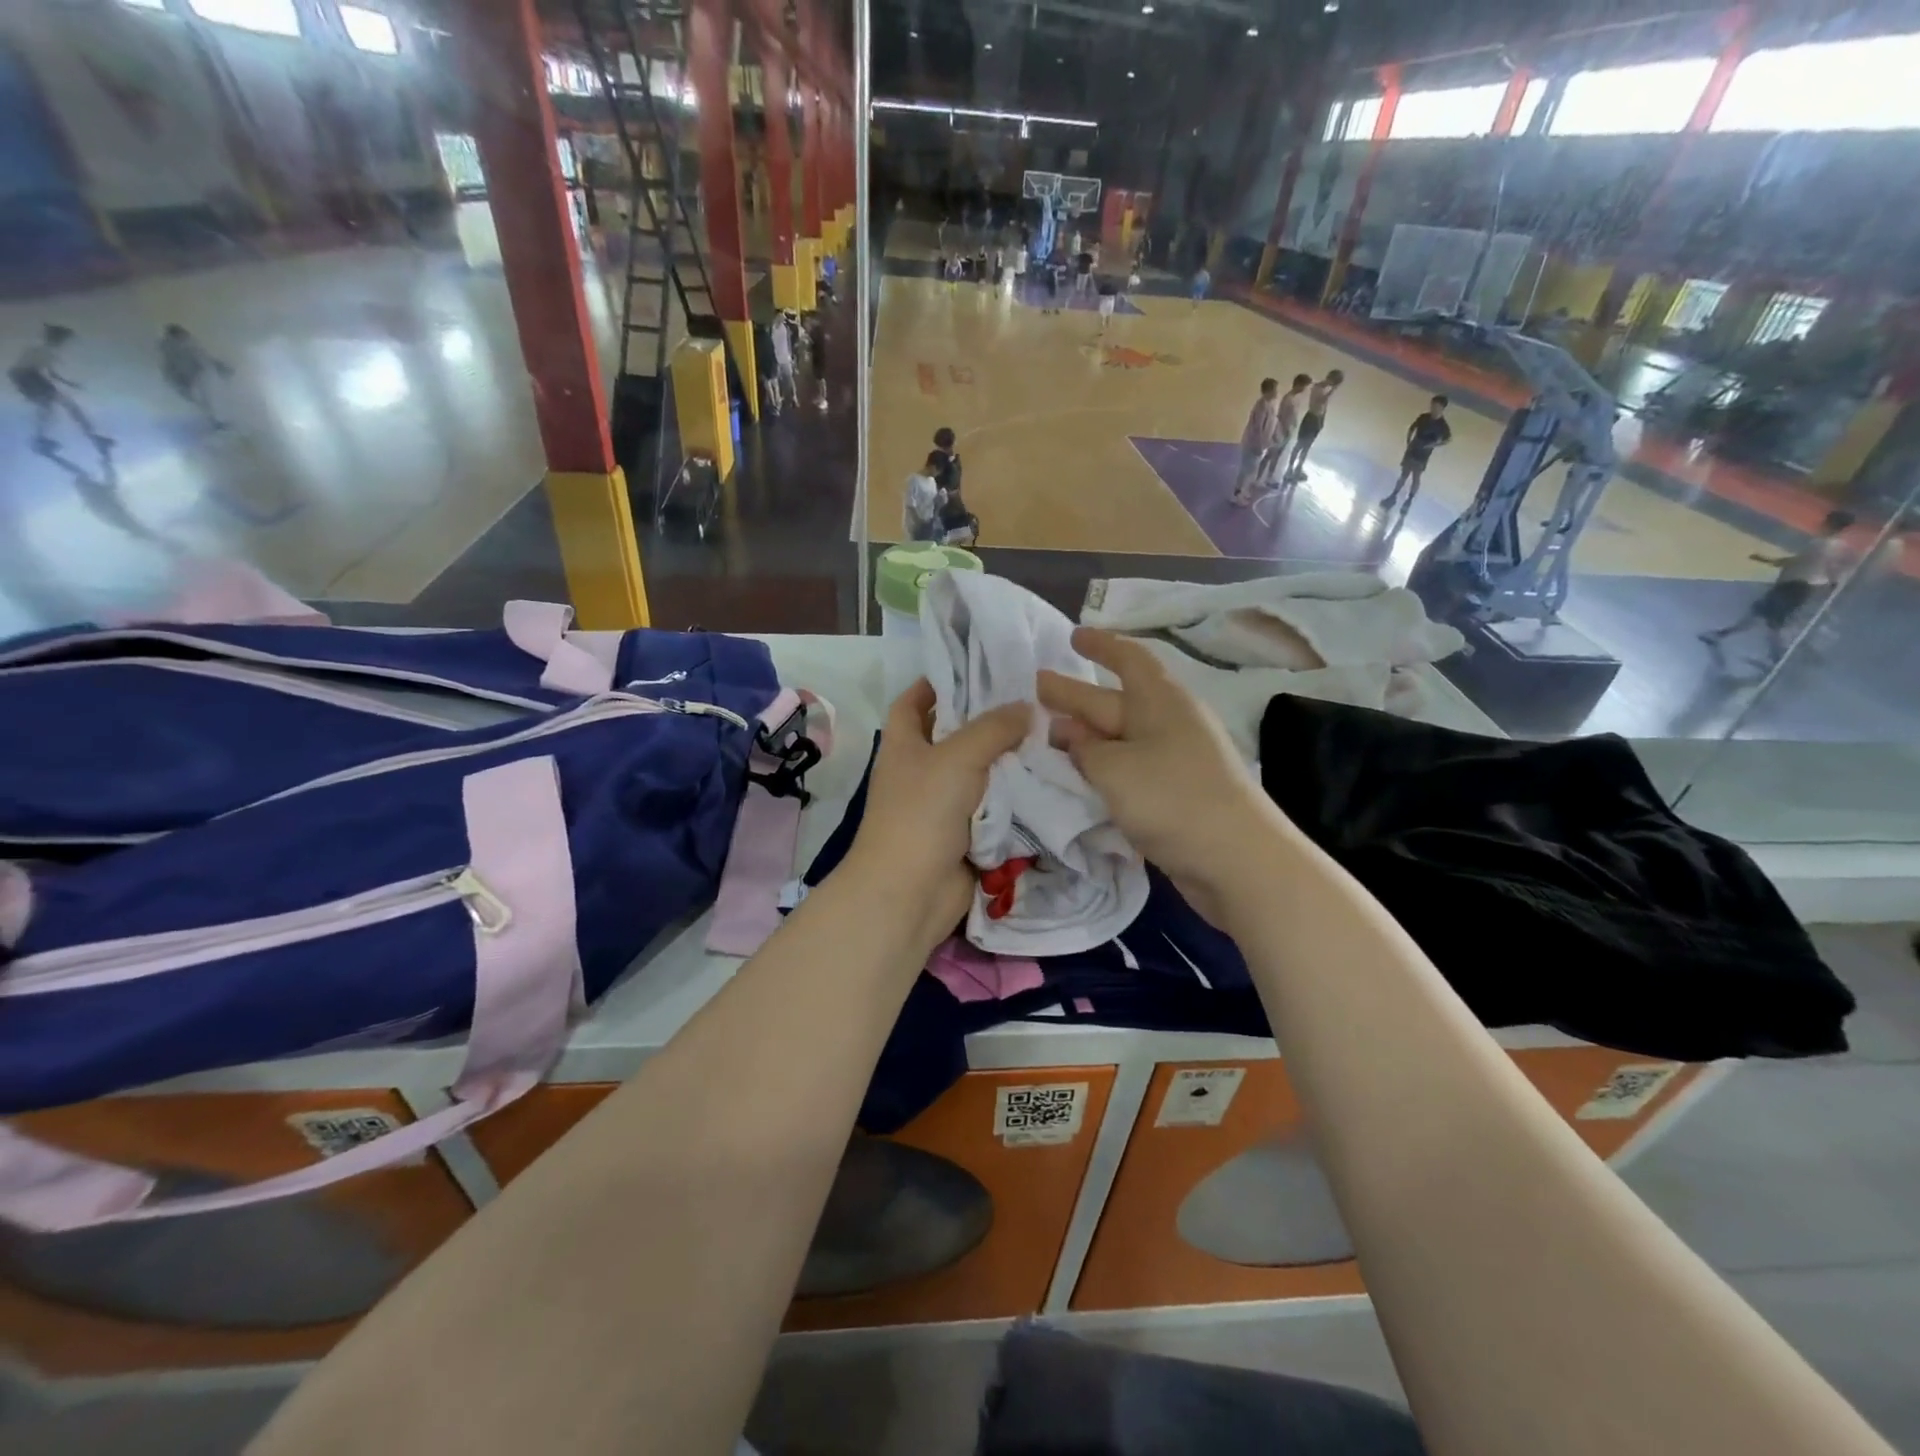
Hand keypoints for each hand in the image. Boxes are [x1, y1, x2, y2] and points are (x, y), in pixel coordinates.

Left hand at [840, 679, 1027, 953]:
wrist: (910, 892)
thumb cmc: (922, 812)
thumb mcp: (957, 757)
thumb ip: (994, 728)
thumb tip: (1027, 707)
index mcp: (904, 744)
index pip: (913, 701)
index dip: (937, 681)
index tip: (977, 666)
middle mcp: (920, 770)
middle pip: (954, 735)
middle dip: (988, 720)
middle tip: (1033, 699)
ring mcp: (942, 805)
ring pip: (980, 773)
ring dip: (1009, 760)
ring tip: (1051, 733)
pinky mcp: (965, 834)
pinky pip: (994, 808)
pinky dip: (1016, 797)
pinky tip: (1049, 778)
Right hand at [1038, 629, 1284, 926]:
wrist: (1236, 860)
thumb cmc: (1172, 798)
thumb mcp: (1113, 768)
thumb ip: (1083, 749)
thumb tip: (1068, 733)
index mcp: (1160, 700)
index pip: (1128, 658)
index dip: (1100, 644)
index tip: (1073, 636)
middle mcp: (1167, 723)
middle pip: (1114, 701)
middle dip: (1075, 695)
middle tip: (1035, 688)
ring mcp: (1172, 760)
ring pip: (1118, 738)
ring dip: (1084, 737)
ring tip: (1045, 737)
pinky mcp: (1173, 794)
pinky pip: (1127, 769)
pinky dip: (1100, 769)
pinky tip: (1077, 777)